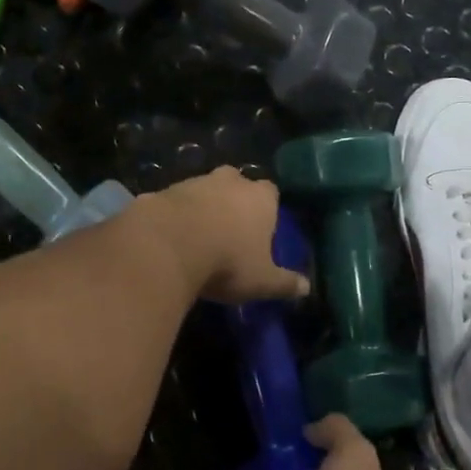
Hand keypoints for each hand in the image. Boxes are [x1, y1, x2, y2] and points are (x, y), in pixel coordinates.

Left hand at [147, 166, 311, 303]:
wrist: (167, 246)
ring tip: (198, 235)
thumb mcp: (261, 281)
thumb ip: (285, 283)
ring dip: (203, 206)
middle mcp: (230, 181)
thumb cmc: (227, 261)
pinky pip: (174, 202)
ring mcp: (194, 182)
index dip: (267, 208)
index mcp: (259, 198)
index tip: (262, 227)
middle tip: (230, 227)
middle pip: (237, 183)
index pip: (271, 192)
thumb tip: (307, 288)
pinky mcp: (164, 191)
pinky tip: (170, 237)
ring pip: (204, 189)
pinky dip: (174, 214)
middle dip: (234, 200)